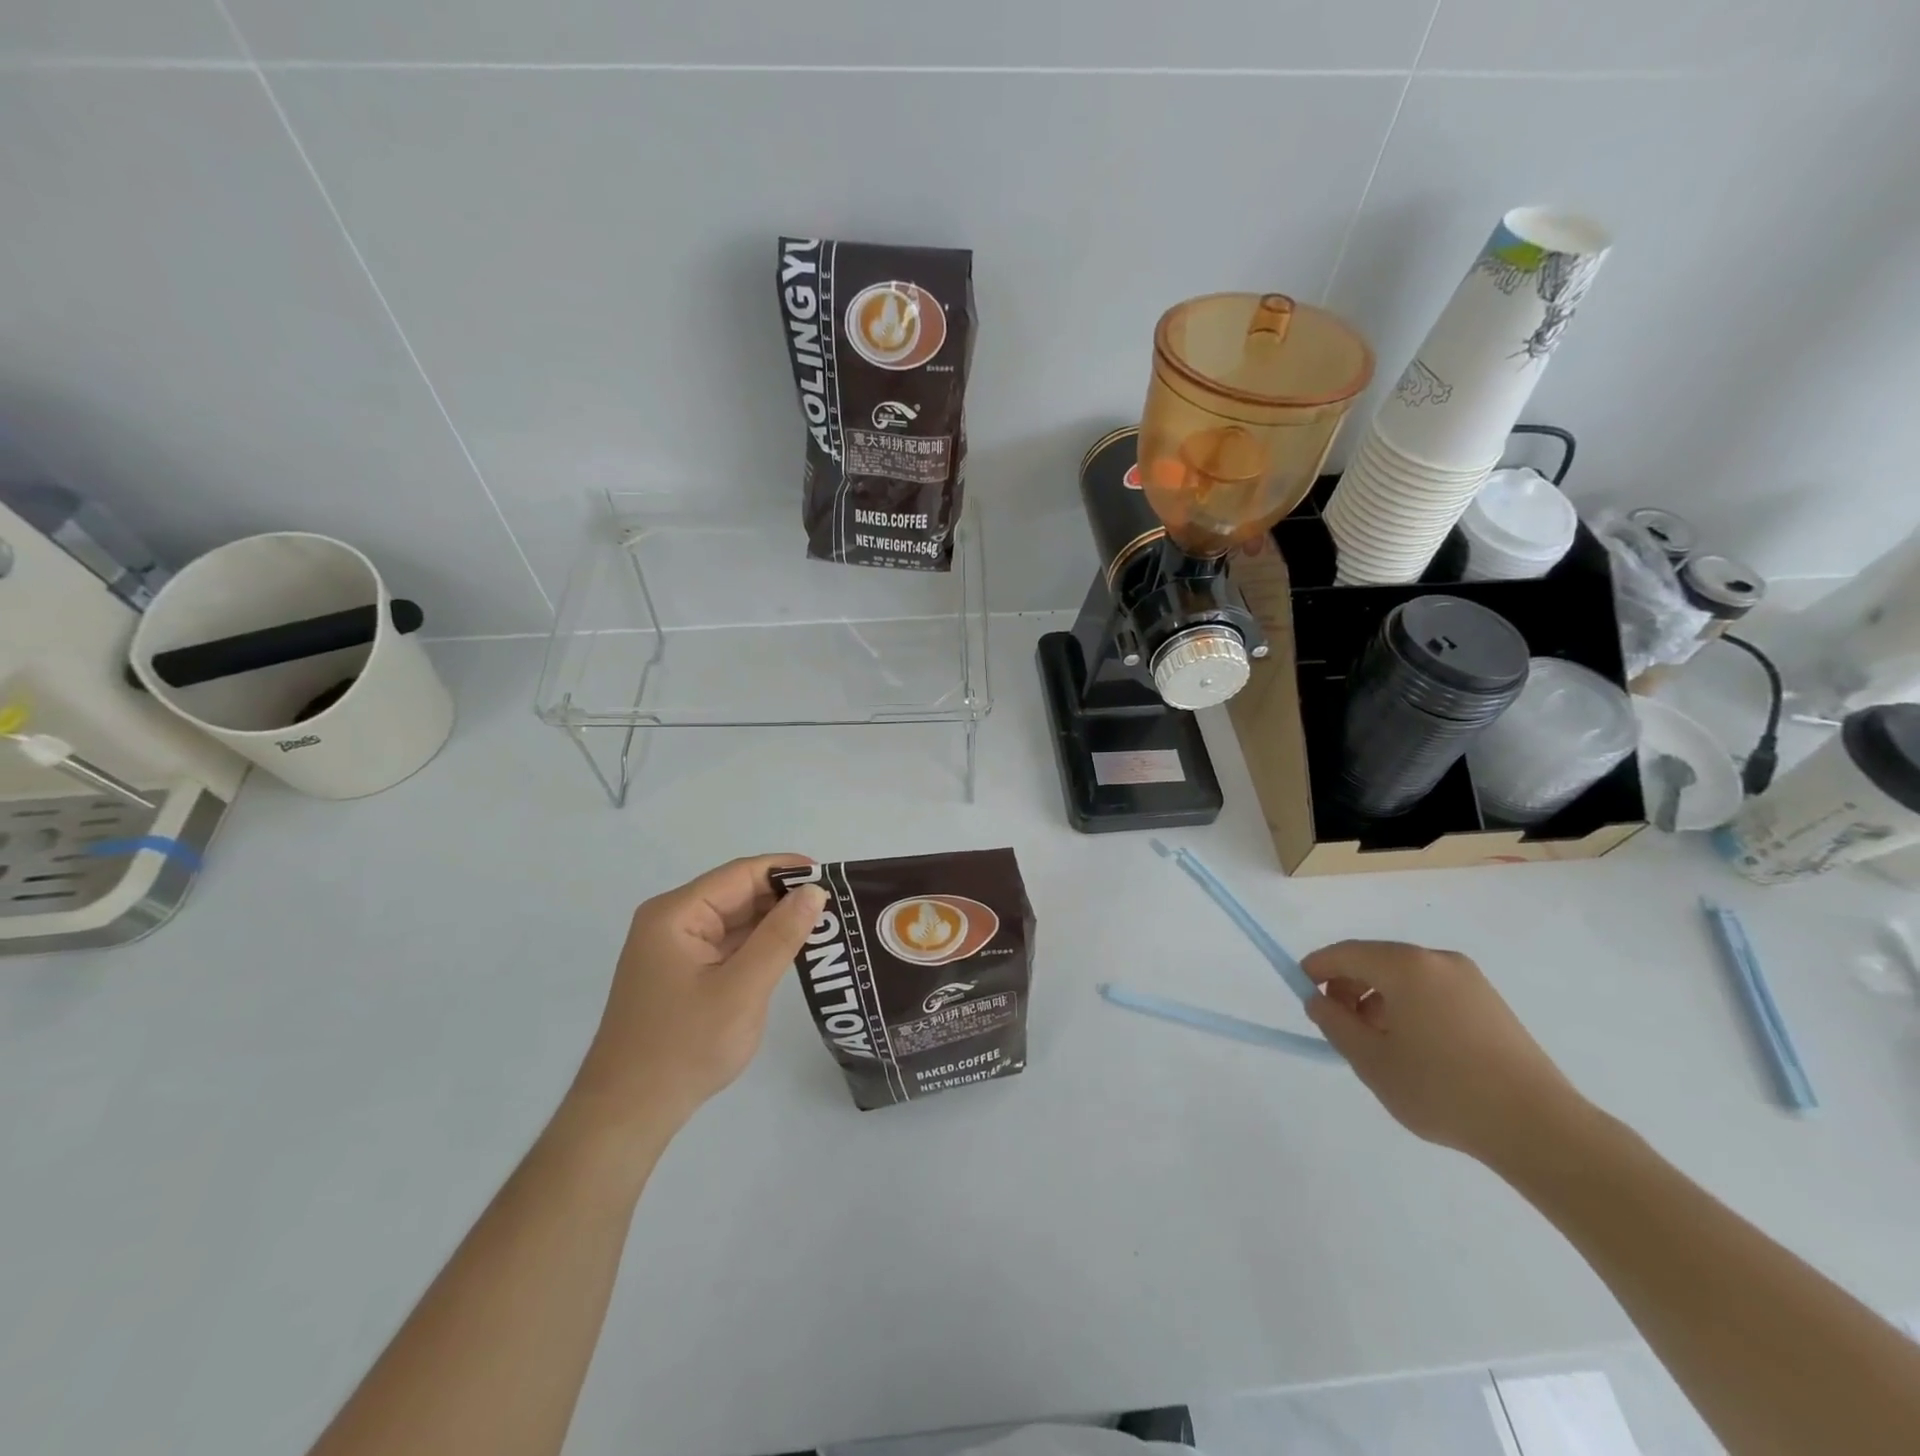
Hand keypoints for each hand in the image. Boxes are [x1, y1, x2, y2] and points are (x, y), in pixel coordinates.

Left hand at [567, 855, 827, 1138]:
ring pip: (735, 920)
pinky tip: (791, 952)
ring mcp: (675, 948)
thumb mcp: (742, 989)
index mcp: (677, 914)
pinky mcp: (682, 973)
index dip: (787, 870)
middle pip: (738, 893)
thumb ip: (780, 936)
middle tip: (837, 908)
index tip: (833, 878)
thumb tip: (814, 891)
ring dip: (774, 923)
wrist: (627, 1114)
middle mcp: (672, 921)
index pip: (741, 874)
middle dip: (784, 898)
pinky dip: (759, 946)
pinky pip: (727, 945)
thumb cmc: (684, 1047)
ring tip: (824, 927)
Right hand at [1303, 940, 1588, 1166]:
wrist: (1539, 1128)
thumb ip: (1334, 1024)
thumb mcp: (1371, 1061)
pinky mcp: (1490, 1003)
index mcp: (1405, 966)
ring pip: (1405, 977)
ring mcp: (1469, 980)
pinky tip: (1414, 1047)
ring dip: (1379, 998)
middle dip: (1349, 986)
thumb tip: (1319, 1000)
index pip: (1345, 953)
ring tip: (1377, 1043)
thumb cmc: (1443, 1090)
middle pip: (1376, 960)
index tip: (1302, 991)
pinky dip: (1409, 1006)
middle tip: (1337, 1024)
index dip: (1317, 968)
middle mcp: (1437, 960)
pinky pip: (1432, 990)